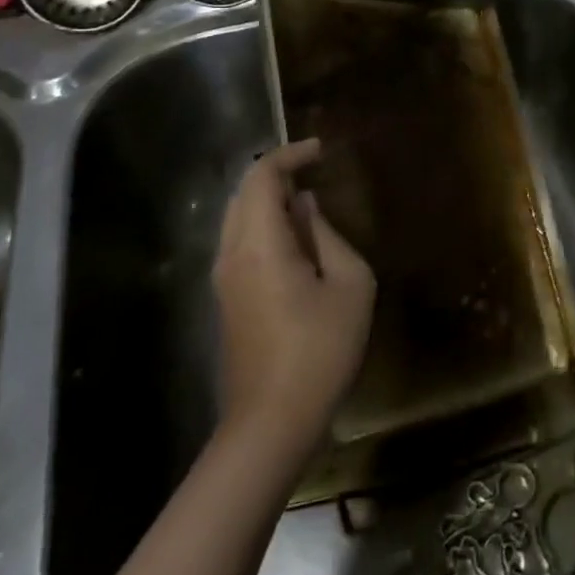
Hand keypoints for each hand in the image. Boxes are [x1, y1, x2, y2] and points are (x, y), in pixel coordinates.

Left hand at [212, 139, 373, 458]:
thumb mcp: (350, 286)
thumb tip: (306, 209)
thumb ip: (327, 236)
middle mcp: (232, 253)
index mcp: (260, 244)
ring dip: (269, 200)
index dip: (291, 155)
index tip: (322, 151)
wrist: (271, 423)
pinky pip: (240, 242)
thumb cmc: (320, 351)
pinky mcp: (227, 299)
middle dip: (277, 174)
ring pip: (237, 218)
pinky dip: (264, 224)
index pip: (262, 177)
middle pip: (243, 193)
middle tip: (316, 171)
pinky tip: (296, 240)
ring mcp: (224, 279)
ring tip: (309, 202)